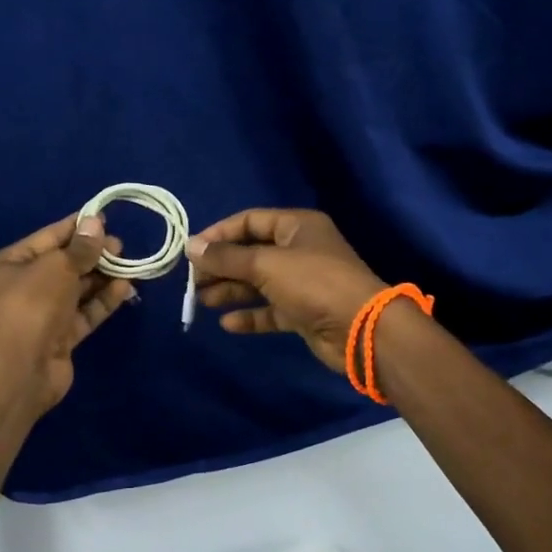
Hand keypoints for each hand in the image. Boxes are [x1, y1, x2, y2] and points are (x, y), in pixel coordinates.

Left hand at [0, 213, 133, 412]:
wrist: (20, 370)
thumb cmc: (31, 305)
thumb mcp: (56, 267)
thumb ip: (80, 247)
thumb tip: (96, 222)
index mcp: (9, 265)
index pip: (47, 238)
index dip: (76, 228)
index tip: (104, 218)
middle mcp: (22, 288)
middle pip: (63, 264)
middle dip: (92, 254)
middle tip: (121, 246)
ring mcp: (41, 315)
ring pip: (76, 290)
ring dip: (102, 277)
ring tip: (129, 264)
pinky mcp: (60, 338)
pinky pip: (84, 313)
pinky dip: (102, 301)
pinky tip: (125, 288)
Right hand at [186, 209, 386, 373]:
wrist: (361, 329)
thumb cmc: (313, 283)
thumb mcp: (266, 264)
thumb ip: (226, 257)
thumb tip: (190, 246)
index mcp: (297, 226)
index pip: (250, 221)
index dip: (219, 234)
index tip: (192, 250)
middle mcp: (300, 250)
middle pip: (251, 253)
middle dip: (221, 266)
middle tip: (192, 281)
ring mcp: (303, 283)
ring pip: (258, 283)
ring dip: (231, 291)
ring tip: (201, 301)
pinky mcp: (304, 312)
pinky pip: (270, 310)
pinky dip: (250, 315)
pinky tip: (227, 323)